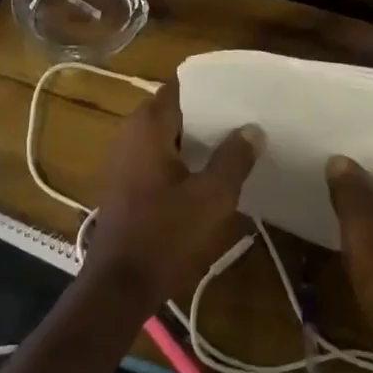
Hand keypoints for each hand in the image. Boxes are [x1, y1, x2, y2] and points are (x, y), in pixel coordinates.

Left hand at [88, 81, 262, 305]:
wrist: (120, 285)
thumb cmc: (166, 234)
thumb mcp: (212, 197)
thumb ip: (234, 158)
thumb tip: (252, 128)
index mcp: (148, 127)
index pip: (180, 87)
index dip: (211, 87)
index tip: (243, 91)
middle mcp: (130, 135)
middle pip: (174, 111)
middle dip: (208, 114)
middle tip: (247, 117)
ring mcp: (124, 161)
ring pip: (167, 137)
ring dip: (196, 139)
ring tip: (236, 143)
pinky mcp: (126, 185)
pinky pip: (158, 158)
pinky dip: (182, 159)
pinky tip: (209, 173)